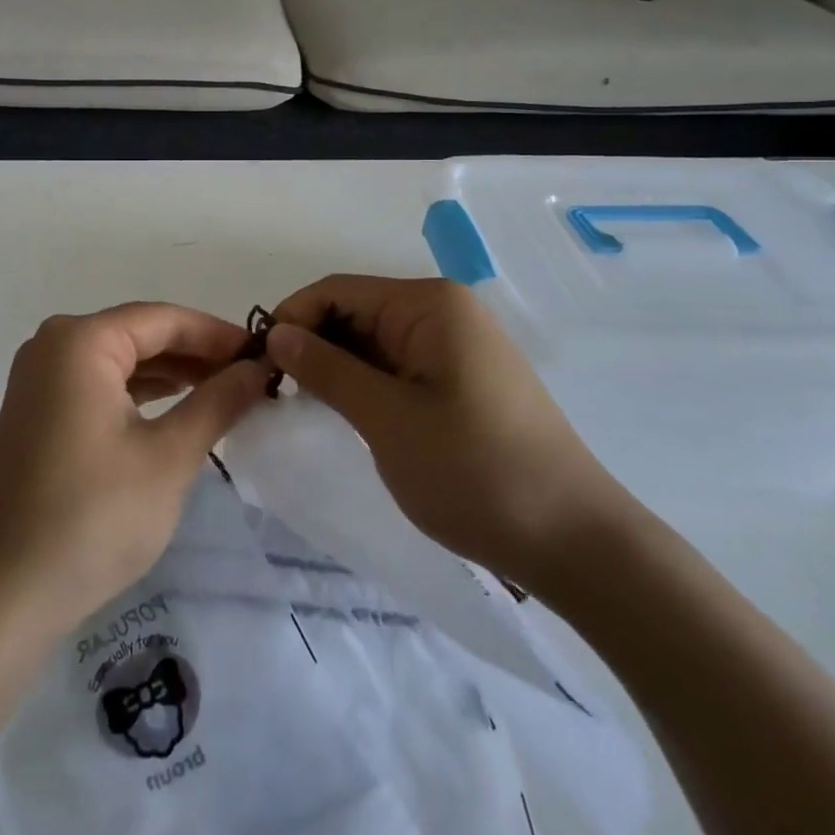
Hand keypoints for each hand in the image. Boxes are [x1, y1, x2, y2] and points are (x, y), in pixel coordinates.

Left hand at [0, 303, 272, 631]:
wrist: (5, 594)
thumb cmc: (93, 516)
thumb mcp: (169, 456)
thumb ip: (218, 402)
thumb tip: (258, 369)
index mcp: (80, 341)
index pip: (163, 319)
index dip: (217, 333)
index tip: (265, 353)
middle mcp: (54, 345)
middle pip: (140, 335)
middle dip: (197, 355)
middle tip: (252, 378)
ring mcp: (41, 379)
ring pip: (121, 361)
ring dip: (172, 375)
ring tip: (226, 393)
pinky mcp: (39, 412)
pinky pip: (101, 386)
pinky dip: (141, 395)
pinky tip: (179, 410)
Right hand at [269, 275, 631, 590]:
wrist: (576, 543)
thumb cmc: (474, 471)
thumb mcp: (386, 418)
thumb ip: (326, 368)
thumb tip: (277, 333)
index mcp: (429, 304)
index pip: (337, 291)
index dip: (292, 319)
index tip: (258, 364)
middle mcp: (445, 311)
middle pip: (356, 312)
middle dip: (314, 345)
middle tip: (276, 393)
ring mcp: (458, 346)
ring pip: (375, 342)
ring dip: (339, 368)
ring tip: (307, 407)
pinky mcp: (464, 379)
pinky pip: (400, 366)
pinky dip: (368, 385)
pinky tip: (350, 415)